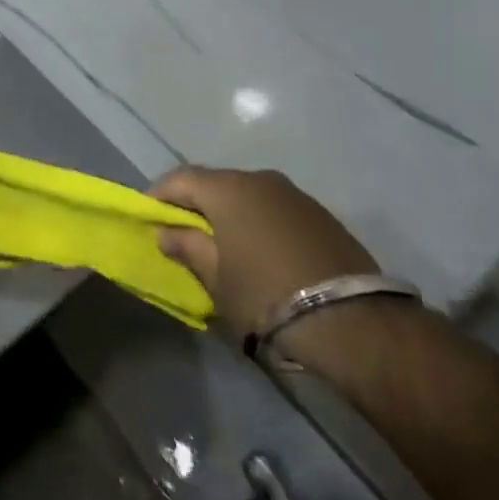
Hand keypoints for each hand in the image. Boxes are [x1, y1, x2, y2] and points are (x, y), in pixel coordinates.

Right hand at [152, 166, 377, 336]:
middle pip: (215, 183)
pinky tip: (259, 250)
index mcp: (228, 188)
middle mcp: (260, 179)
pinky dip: (258, 222)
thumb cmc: (265, 295)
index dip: (158, 195)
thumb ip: (188, 248)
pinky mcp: (321, 215)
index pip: (181, 178)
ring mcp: (294, 195)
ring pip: (248, 195)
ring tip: (221, 243)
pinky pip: (275, 210)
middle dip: (195, 203)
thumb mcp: (216, 278)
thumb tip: (167, 231)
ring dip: (229, 213)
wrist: (351, 321)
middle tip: (181, 231)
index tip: (147, 217)